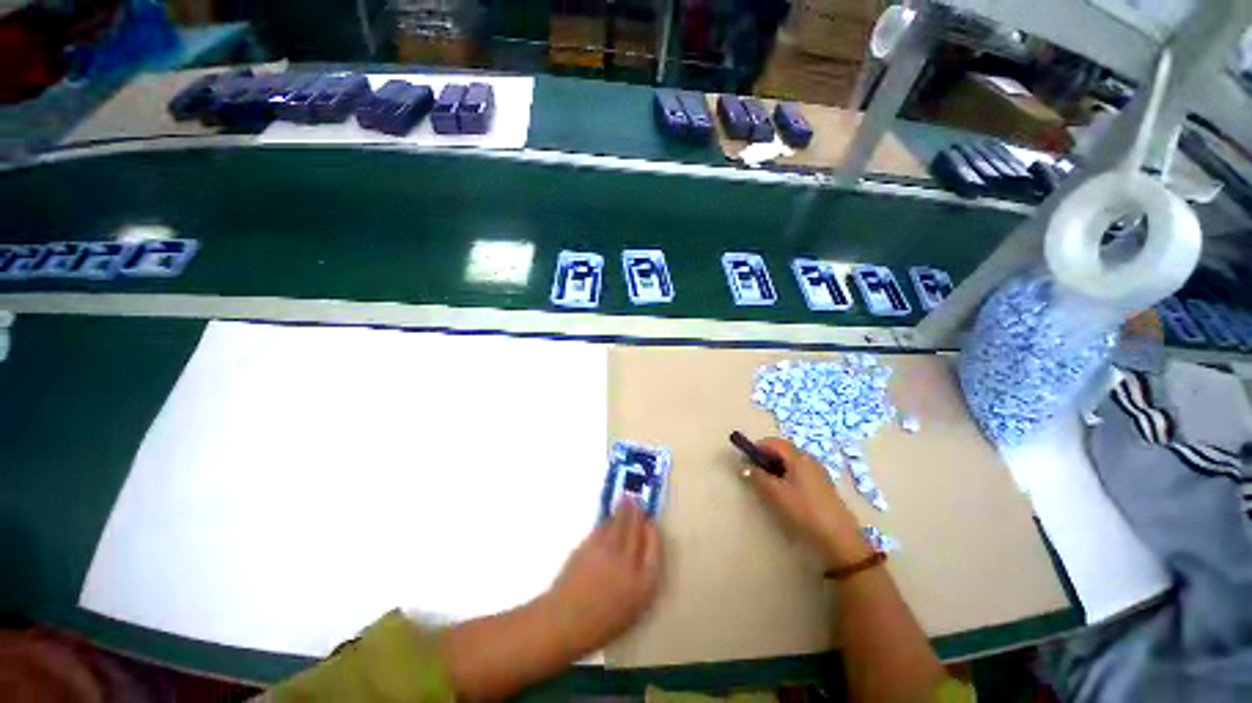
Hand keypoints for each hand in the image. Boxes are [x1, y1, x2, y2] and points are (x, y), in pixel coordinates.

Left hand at [545, 499, 661, 654]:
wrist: (565, 621)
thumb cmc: (601, 625)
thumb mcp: (631, 611)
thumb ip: (640, 584)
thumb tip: (641, 560)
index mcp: (643, 584)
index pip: (655, 549)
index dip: (653, 533)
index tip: (651, 523)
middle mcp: (629, 562)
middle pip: (637, 530)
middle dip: (638, 513)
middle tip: (638, 501)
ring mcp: (609, 550)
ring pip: (620, 523)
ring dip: (624, 509)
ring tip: (626, 499)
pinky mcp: (591, 543)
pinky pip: (604, 527)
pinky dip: (608, 519)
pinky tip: (609, 517)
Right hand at [745, 438, 873, 566]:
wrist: (838, 537)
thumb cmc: (804, 510)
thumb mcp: (776, 493)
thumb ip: (758, 477)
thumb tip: (744, 467)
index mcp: (798, 457)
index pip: (774, 442)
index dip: (758, 446)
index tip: (746, 457)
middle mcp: (809, 459)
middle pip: (784, 449)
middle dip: (767, 455)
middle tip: (755, 469)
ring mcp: (818, 471)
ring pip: (792, 460)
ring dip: (777, 464)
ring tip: (767, 480)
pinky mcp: (822, 483)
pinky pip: (800, 470)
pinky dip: (788, 472)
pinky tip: (784, 488)